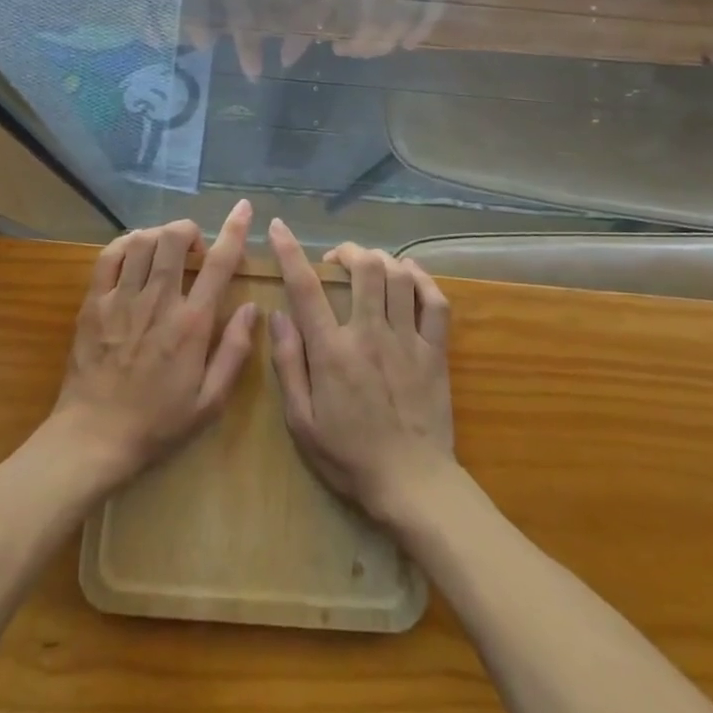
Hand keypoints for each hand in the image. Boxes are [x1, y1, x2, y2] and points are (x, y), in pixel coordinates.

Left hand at [51, 201, 258, 489]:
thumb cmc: (158, 424)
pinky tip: (135, 252)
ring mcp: (122, 299)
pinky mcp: (94, 303)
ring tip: (166, 252)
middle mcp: (158, 302)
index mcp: (192, 324)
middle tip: (194, 251)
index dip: (234, 230)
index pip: (218, 264)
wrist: (94, 438)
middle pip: (175, 239)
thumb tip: (252, 308)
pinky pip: (110, 256)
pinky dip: (126, 243)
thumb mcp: (210, 402)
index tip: (243, 209)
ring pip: (143, 241)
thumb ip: (235, 351)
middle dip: (190, 231)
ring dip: (161, 235)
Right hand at [267, 219, 454, 525]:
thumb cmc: (349, 457)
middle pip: (364, 268)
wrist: (412, 484)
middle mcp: (370, 334)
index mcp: (332, 352)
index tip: (279, 228)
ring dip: (382, 260)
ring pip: (399, 276)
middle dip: (348, 251)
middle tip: (337, 259)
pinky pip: (435, 301)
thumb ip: (288, 365)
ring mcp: (407, 340)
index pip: (306, 288)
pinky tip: (409, 275)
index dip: (289, 252)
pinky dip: (422, 279)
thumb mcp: (301, 422)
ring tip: (369, 266)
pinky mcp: (435, 351)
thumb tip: (277, 316)